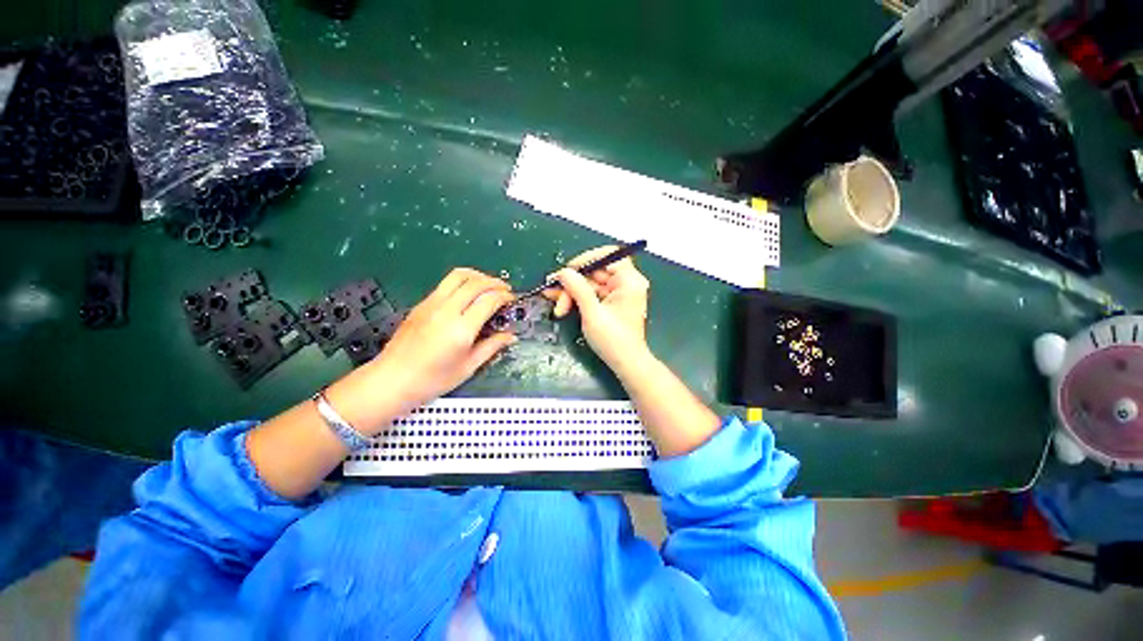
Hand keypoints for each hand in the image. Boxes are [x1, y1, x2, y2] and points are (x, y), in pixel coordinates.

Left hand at [368, 268, 516, 414]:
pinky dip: (463, 281)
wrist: (391, 380)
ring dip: (478, 276)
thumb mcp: (468, 367)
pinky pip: (445, 284)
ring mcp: (431, 304)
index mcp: (461, 329)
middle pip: (475, 283)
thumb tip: (511, 336)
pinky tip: (468, 294)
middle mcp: (446, 310)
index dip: (504, 296)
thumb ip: (492, 347)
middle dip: (495, 283)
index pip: (488, 300)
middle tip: (505, 290)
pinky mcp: (421, 304)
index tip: (512, 300)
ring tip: (488, 285)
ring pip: (458, 276)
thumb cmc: (433, 380)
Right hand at [543, 246, 650, 369]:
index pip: (609, 256)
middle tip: (554, 293)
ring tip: (557, 307)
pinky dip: (577, 299)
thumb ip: (578, 289)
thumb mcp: (593, 313)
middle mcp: (625, 283)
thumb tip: (563, 272)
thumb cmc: (613, 340)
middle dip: (573, 283)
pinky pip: (591, 295)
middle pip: (595, 272)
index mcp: (629, 281)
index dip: (587, 259)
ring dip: (572, 294)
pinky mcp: (610, 304)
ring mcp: (618, 294)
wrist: (625, 364)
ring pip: (590, 284)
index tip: (568, 269)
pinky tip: (562, 305)